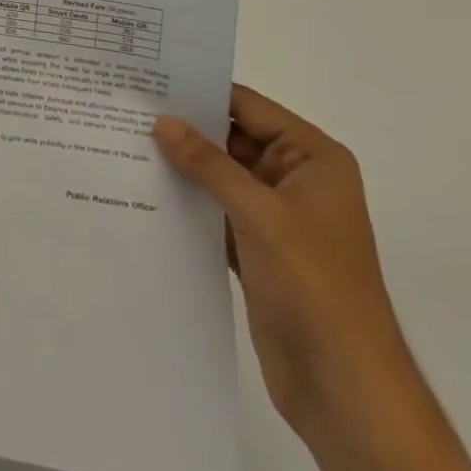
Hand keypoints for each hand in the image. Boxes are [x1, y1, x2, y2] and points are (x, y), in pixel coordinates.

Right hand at [156, 90, 470, 470]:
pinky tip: (144, 190)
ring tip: (125, 143)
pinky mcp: (256, 249)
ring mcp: (275, 216)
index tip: (150, 79)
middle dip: (185, 129)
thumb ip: (209, 164)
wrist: (346, 390)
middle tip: (127, 109)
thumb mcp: (261, 214)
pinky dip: (187, 202)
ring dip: (182, 166)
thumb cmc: (315, 285)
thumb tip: (161, 122)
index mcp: (313, 158)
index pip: (249, 107)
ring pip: (219, 176)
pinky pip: (215, 210)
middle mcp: (294, 179)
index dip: (201, 92)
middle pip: (231, 139)